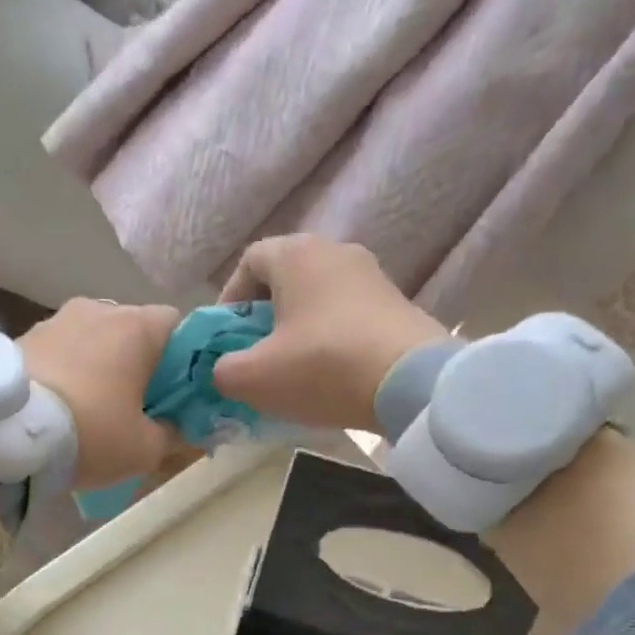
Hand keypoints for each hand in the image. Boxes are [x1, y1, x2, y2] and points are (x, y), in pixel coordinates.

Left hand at [21, 299, 182, 486]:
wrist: (4, 434)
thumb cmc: (90, 433)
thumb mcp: (144, 449)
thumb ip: (172, 433)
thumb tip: (177, 426)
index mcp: (137, 327)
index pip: (178, 324)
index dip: (184, 358)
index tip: (177, 391)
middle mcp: (98, 309)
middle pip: (134, 329)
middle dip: (140, 362)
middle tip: (137, 404)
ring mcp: (55, 319)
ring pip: (95, 337)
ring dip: (101, 364)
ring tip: (92, 406)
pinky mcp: (22, 336)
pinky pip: (61, 349)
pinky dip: (68, 369)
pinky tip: (60, 404)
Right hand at [211, 236, 448, 430]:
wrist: (411, 382)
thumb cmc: (322, 367)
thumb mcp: (255, 377)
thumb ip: (223, 370)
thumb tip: (224, 369)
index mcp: (297, 254)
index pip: (249, 261)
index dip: (229, 299)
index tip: (227, 337)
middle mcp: (336, 251)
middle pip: (285, 278)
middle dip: (264, 315)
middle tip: (256, 354)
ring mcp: (372, 275)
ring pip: (318, 297)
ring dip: (298, 328)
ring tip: (292, 367)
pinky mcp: (397, 303)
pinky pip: (347, 314)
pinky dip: (330, 337)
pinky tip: (329, 372)